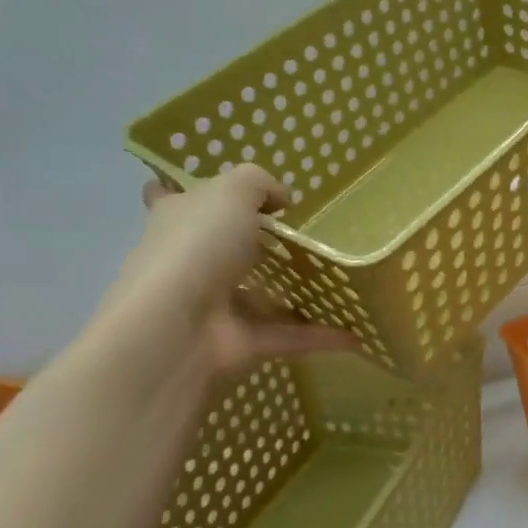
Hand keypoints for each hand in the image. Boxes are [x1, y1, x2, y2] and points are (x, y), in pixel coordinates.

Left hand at [89, 164, 364, 381]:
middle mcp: (191, 263)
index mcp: (178, 221)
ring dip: (295, 295)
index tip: (208, 192)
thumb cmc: (198, 246)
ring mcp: (216, 307)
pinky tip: (358, 331)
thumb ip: (259, 184)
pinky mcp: (243, 343)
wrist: (176, 328)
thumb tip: (281, 200)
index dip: (186, 194)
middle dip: (254, 246)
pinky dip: (321, 334)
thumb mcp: (232, 192)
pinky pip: (290, 335)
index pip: (169, 200)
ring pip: (261, 297)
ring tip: (342, 284)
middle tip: (304, 237)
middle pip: (221, 250)